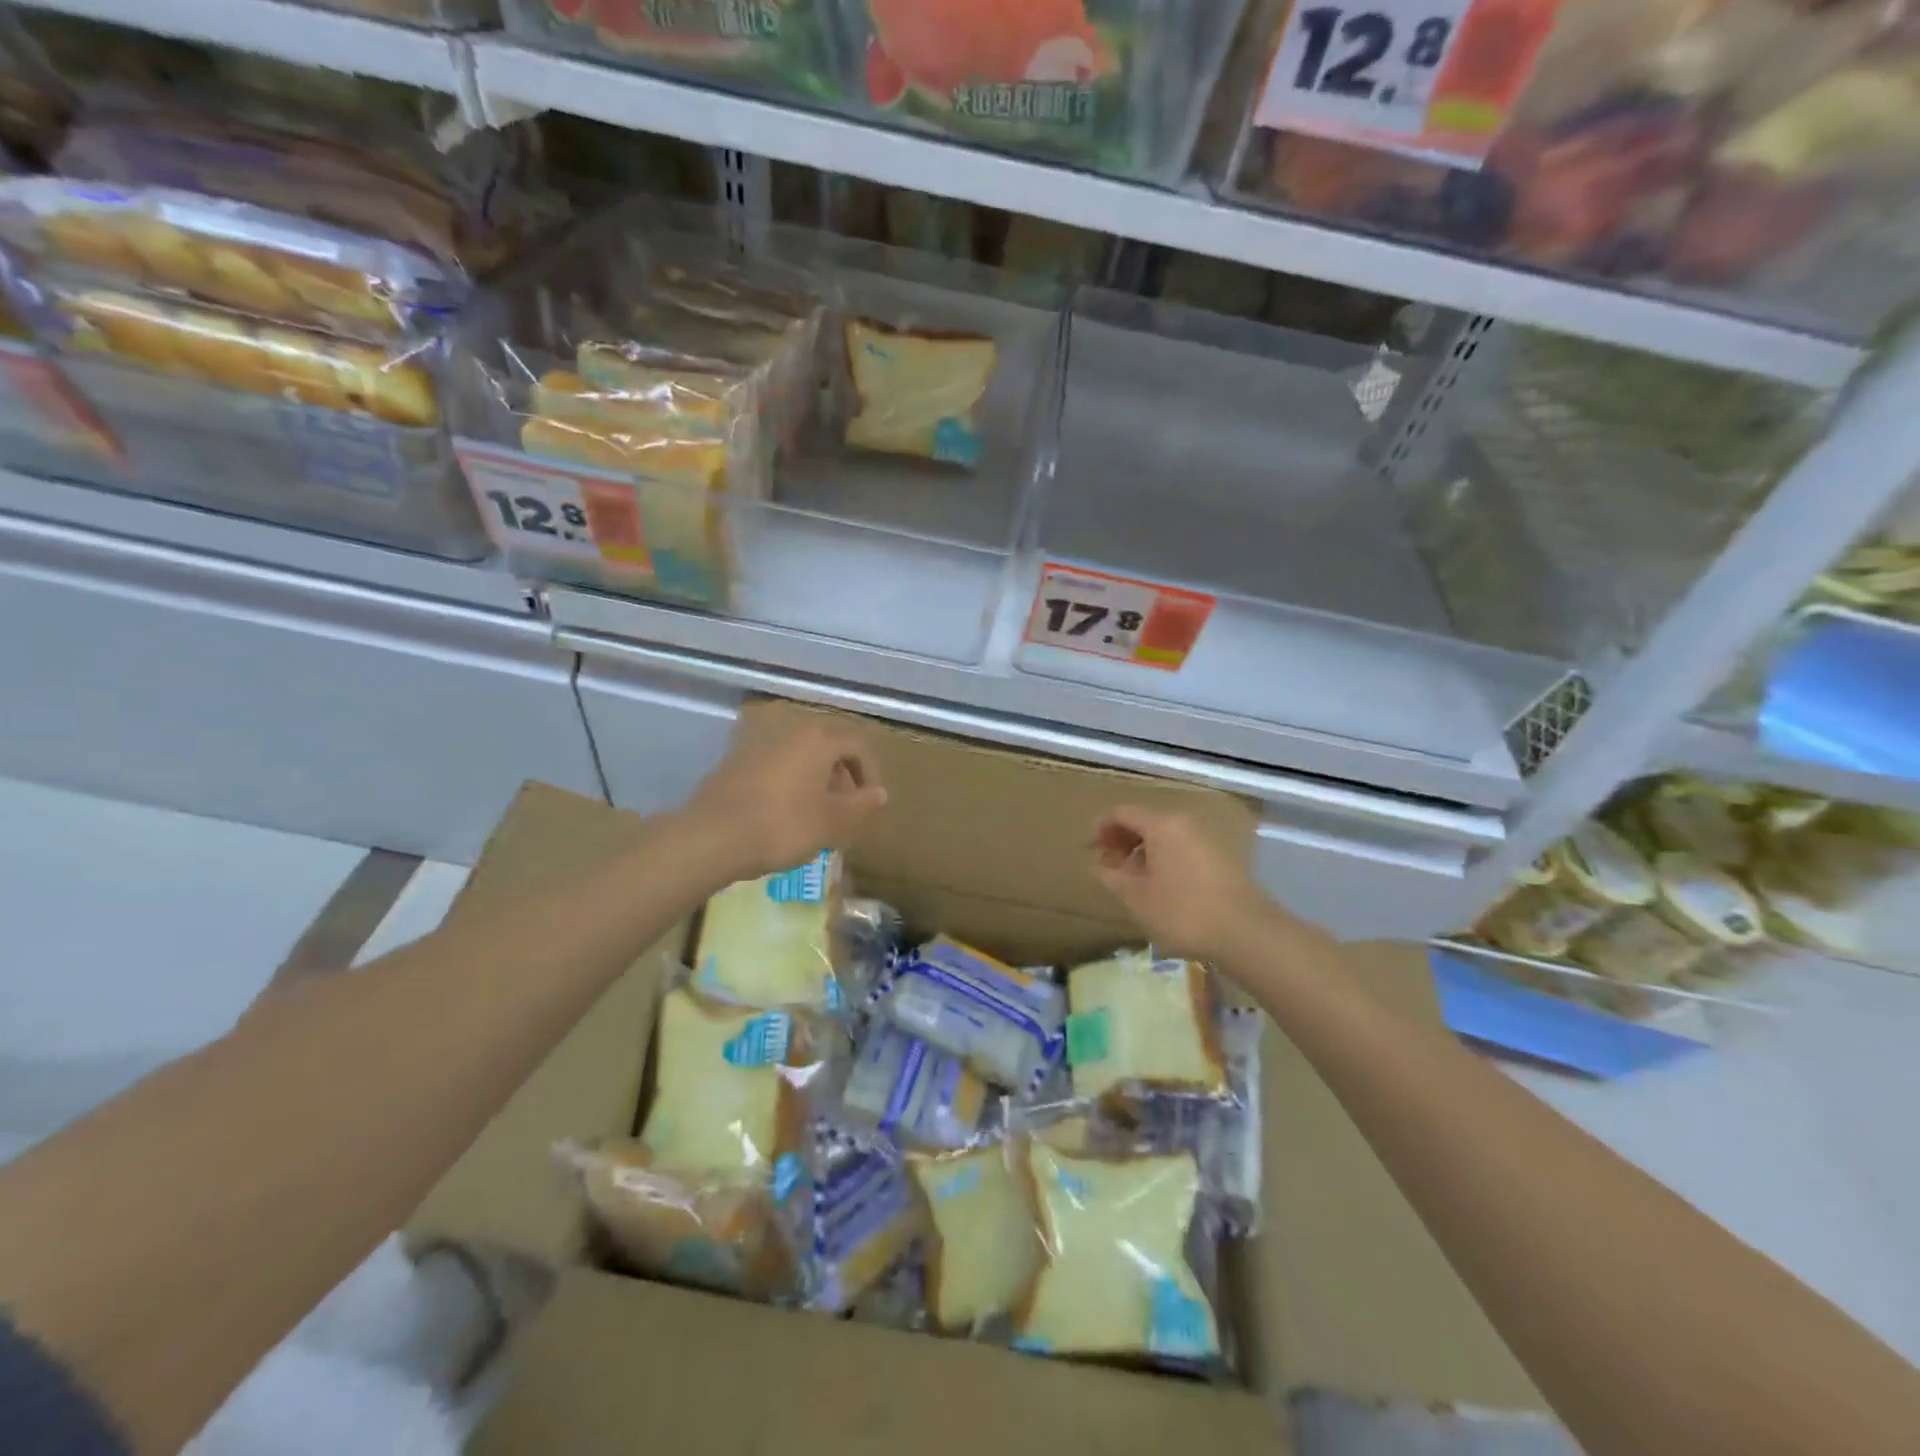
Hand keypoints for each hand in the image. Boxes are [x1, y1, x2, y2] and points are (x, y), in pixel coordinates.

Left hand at [685, 715, 887, 881]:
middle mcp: (790, 732)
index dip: (871, 773)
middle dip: (842, 777)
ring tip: (816, 815)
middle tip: (846, 809)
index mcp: (818, 739)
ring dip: (814, 781)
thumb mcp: (832, 821)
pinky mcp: (734, 763)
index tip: (871, 803)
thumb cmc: (783, 825)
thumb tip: (880, 794)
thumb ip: (861, 805)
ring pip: (799, 758)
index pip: (858, 746)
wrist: (712, 836)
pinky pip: (774, 768)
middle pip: (827, 748)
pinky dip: (788, 785)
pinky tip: (783, 815)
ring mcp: (758, 745)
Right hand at [1091, 805, 1272, 962]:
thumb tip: (1100, 864)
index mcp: (1161, 825)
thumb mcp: (1136, 898)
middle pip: (1145, 821)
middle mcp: (1184, 823)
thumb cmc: (1183, 912)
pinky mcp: (1221, 857)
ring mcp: (1206, 838)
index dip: (1102, 828)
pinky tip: (1161, 887)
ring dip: (1144, 852)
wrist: (1246, 932)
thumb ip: (1112, 876)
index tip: (1091, 851)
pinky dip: (1165, 859)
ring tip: (1133, 881)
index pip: (1123, 813)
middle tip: (1109, 867)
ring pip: (1165, 836)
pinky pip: (1182, 847)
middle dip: (1122, 841)